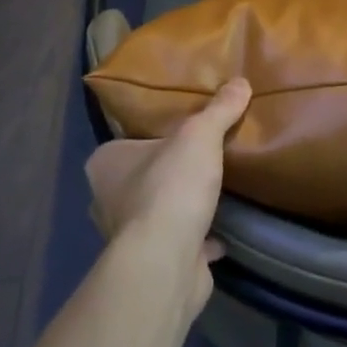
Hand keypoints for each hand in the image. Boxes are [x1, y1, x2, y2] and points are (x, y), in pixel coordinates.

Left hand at [83, 79, 250, 313]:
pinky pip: (178, 244)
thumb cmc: (170, 187)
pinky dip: (197, 240)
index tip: (181, 135)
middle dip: (166, 174)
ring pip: (156, 213)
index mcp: (106, 163)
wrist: (166, 261)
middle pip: (140, 179)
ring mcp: (127, 236)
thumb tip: (241, 81)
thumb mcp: (199, 135)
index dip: (152, 137)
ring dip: (180, 208)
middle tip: (200, 161)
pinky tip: (222, 234)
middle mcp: (107, 199)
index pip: (126, 142)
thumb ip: (219, 110)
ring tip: (213, 194)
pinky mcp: (151, 264)